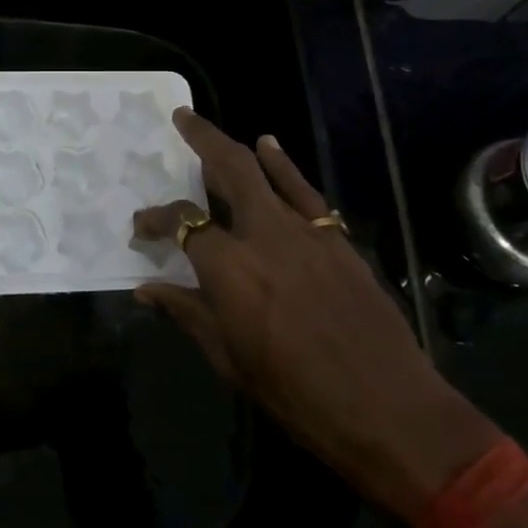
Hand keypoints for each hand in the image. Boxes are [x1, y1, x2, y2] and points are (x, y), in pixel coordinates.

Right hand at [134, 109, 498, 521]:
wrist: (386, 408)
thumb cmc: (294, 393)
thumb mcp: (227, 357)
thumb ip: (186, 311)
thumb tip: (146, 289)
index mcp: (229, 268)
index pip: (181, 223)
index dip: (155, 220)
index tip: (140, 227)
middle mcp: (264, 235)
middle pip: (228, 169)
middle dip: (200, 139)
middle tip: (180, 118)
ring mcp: (306, 231)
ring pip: (265, 172)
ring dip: (236, 146)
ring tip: (209, 128)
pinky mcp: (336, 239)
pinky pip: (305, 191)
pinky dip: (284, 165)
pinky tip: (271, 147)